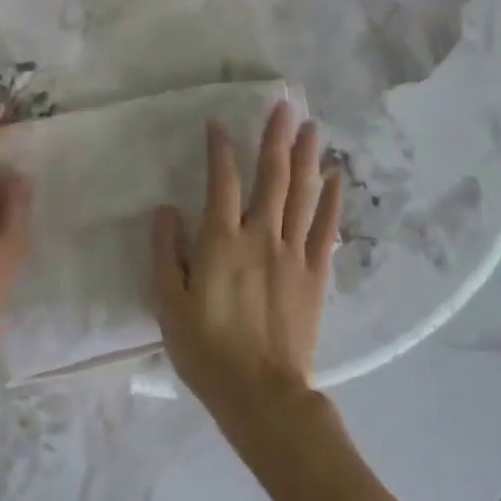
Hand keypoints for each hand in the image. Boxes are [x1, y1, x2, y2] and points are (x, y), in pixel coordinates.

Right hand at [151, 101, 342, 426]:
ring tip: (312, 127)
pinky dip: (332, 200)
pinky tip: (336, 176)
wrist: (261, 394)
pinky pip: (326, 229)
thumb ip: (165, 252)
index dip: (220, 149)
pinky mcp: (316, 275)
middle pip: (272, 177)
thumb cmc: (206, 349)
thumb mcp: (168, 303)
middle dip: (276, 138)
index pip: (222, 181)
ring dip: (307, 157)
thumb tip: (165, 210)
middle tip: (285, 105)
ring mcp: (293, 254)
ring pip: (302, 195)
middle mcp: (261, 237)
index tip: (218, 124)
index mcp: (221, 242)